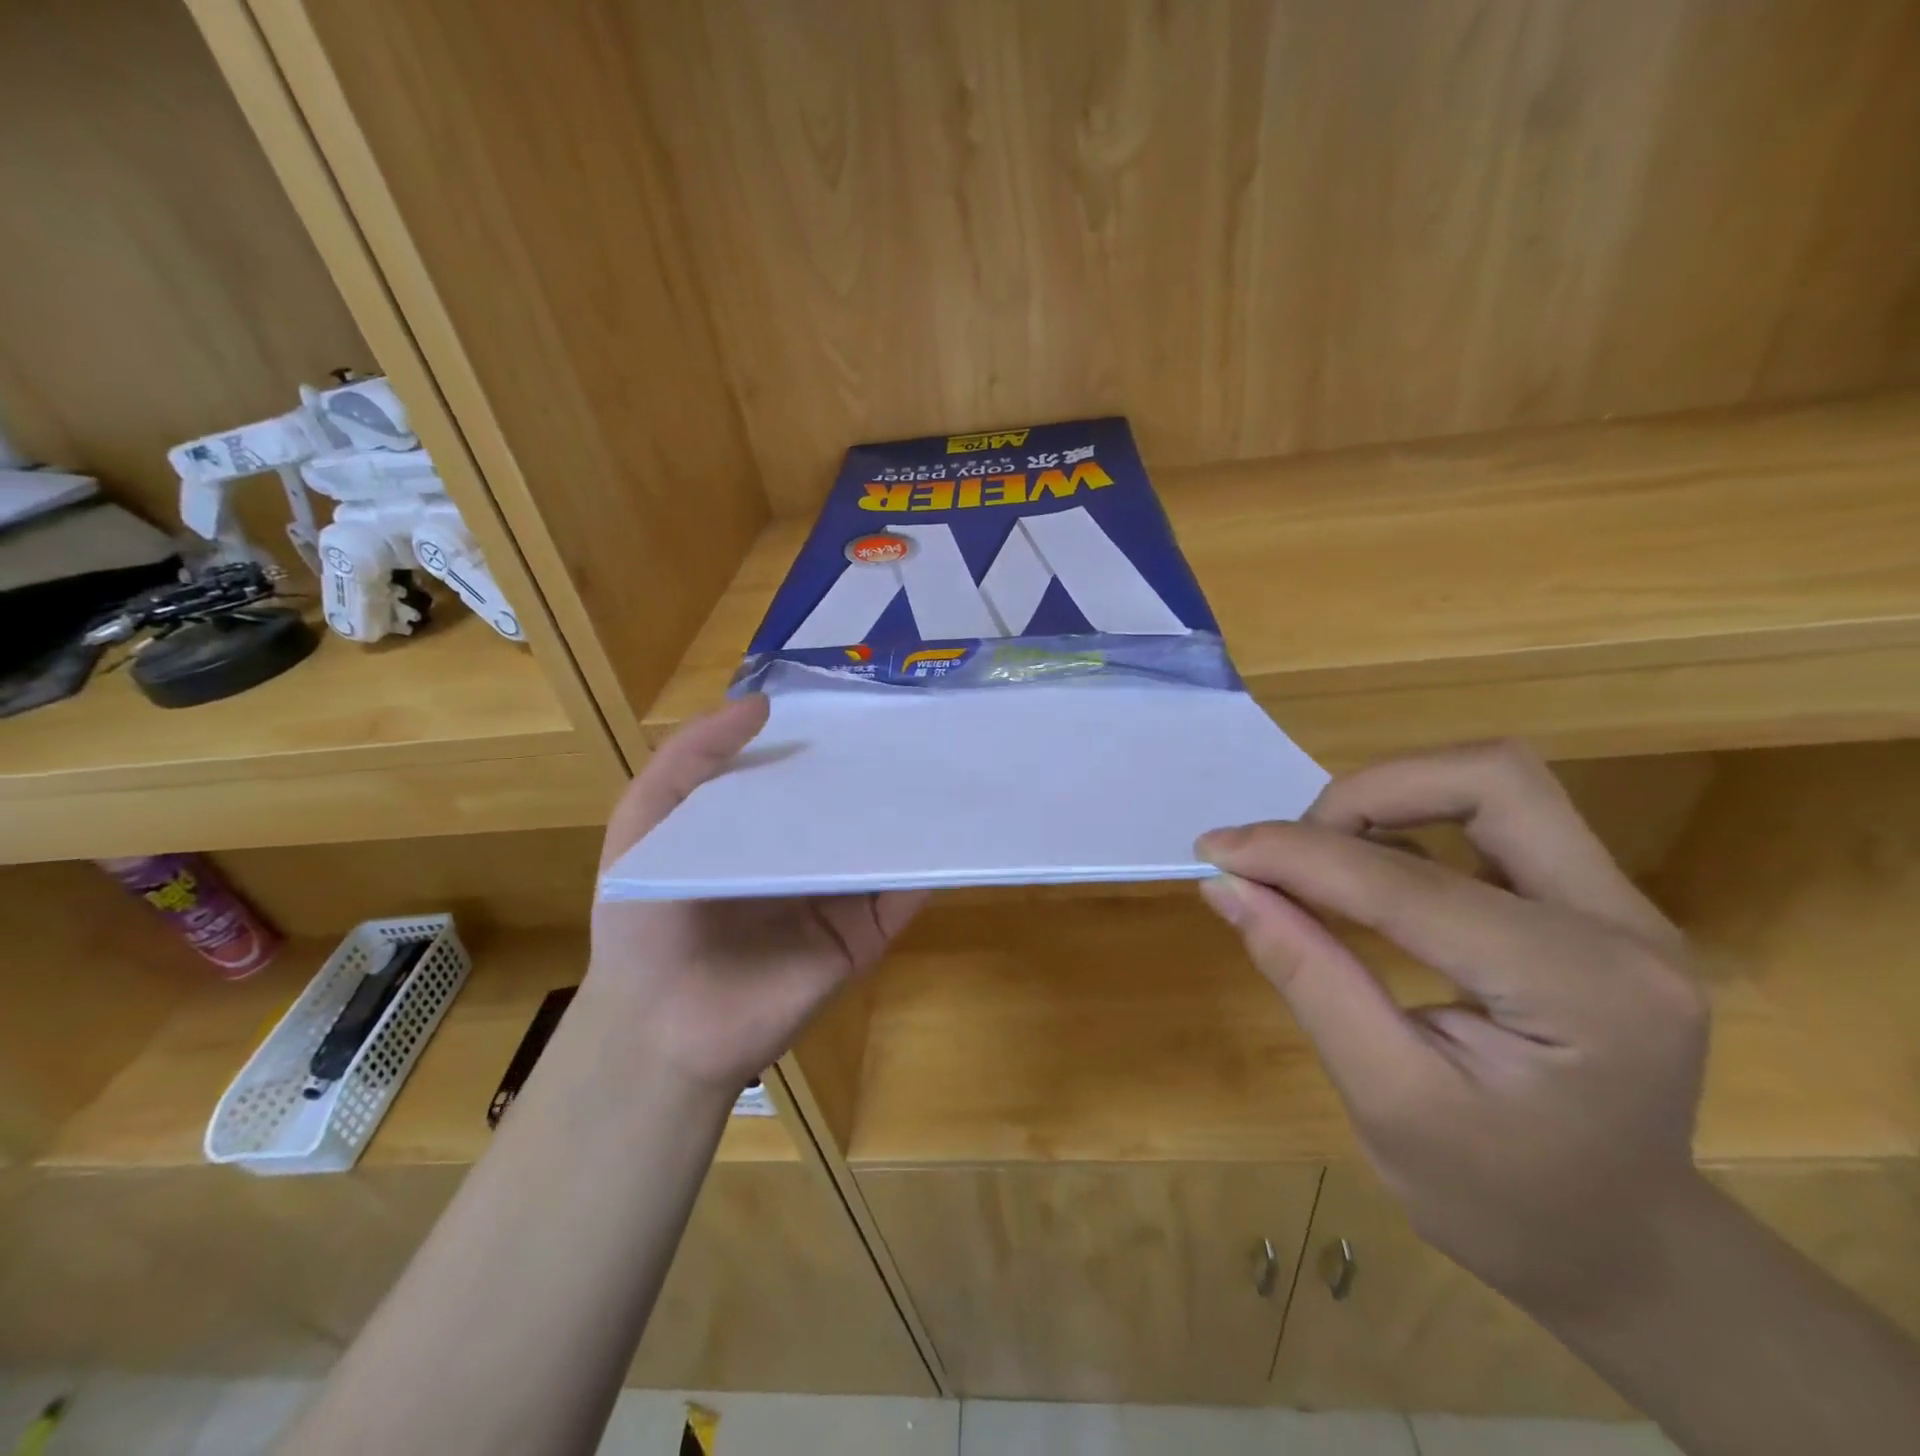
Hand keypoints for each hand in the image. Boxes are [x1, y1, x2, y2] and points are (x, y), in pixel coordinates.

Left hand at [585, 695, 926, 1095]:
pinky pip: (902, 898)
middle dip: (880, 772)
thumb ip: (692, 756)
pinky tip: (950, 833)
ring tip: (947, 768)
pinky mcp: (862, 937)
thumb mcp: (647, 818)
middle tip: (921, 725)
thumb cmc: (644, 916)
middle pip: (850, 807)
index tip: (866, 698)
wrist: (659, 1025)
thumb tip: (763, 702)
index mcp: (758, 827)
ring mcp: (837, 897)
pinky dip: (927, 869)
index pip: (803, 773)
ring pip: (883, 847)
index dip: (828, 738)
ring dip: (912, 815)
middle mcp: (803, 856)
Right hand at [1196, 741, 1709, 1319]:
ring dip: (1389, 800)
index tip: (1216, 849)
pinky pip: (1491, 820)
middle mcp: (1624, 926)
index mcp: (1584, 992)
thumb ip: (1308, 976)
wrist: (1619, 1247)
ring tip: (1321, 861)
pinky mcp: (1592, 903)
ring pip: (1493, 785)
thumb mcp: (1386, 1098)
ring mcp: (1619, 907)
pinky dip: (1409, 825)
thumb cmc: (1499, 1198)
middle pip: (1489, 780)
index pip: (1410, 883)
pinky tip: (1364, 877)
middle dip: (1367, 794)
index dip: (1298, 854)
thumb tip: (1227, 886)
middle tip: (1294, 851)